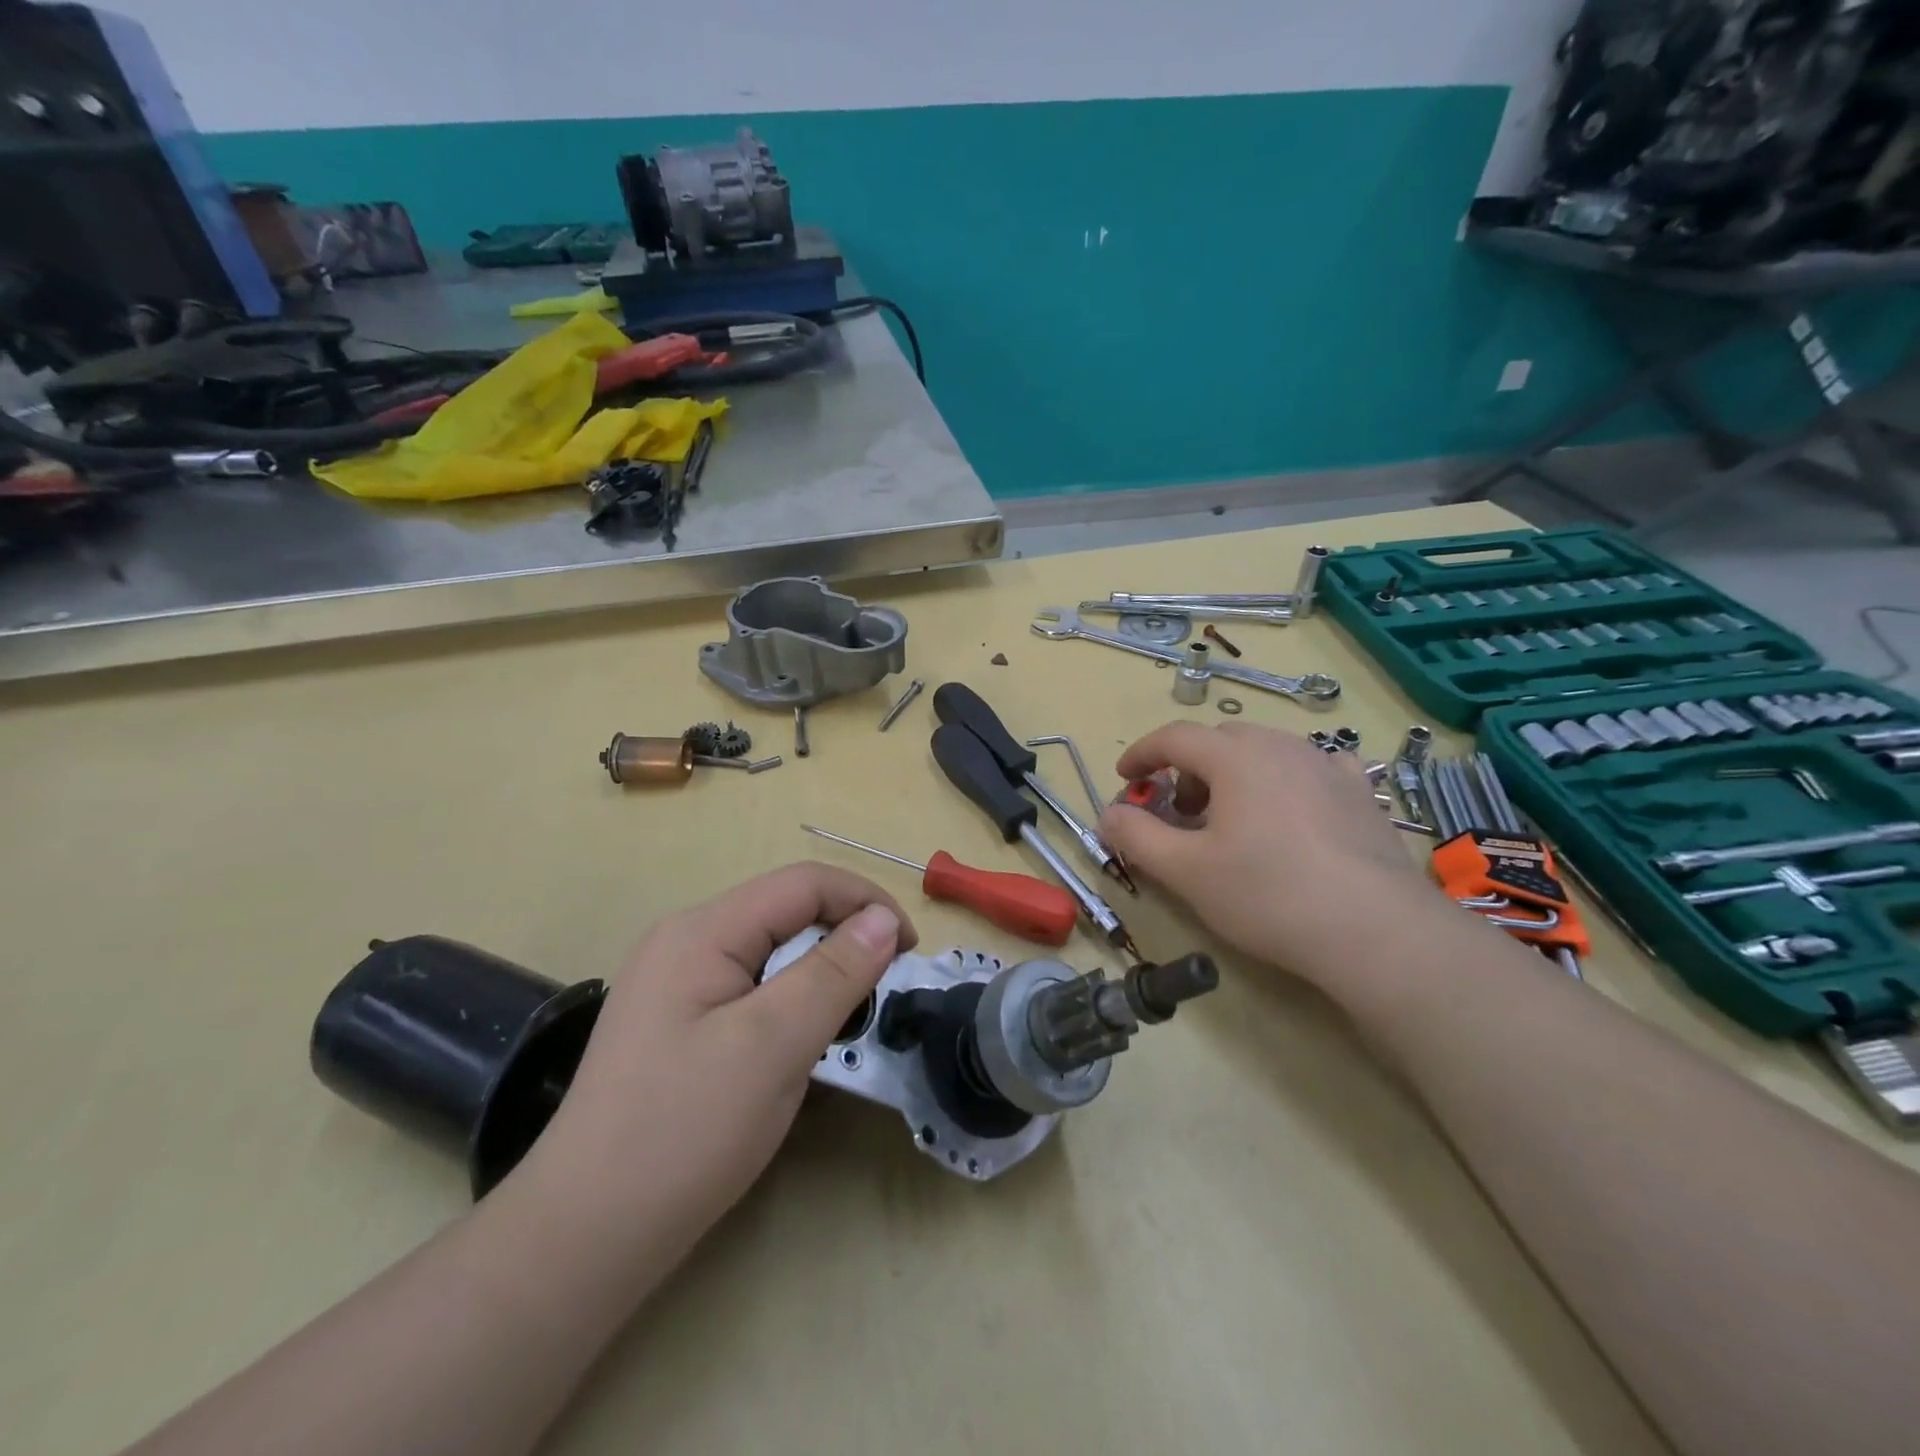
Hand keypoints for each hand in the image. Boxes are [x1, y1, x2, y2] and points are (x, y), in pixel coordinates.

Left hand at [517, 862, 915, 1264]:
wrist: (583, 1238)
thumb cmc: (683, 1133)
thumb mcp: (773, 1045)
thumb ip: (834, 973)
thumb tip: (884, 919)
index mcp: (702, 931)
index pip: (803, 884)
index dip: (865, 902)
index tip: (908, 951)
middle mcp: (684, 942)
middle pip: (785, 912)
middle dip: (843, 940)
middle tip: (879, 994)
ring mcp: (675, 983)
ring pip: (770, 952)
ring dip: (818, 975)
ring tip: (843, 1024)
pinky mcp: (676, 1022)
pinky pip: (750, 988)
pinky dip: (788, 1004)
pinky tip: (796, 1047)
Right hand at [1098, 722, 1440, 989]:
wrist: (1375, 930)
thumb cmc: (1267, 894)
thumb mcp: (1185, 871)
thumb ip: (1137, 837)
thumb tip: (1108, 814)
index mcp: (1235, 758)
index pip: (1174, 737)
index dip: (1142, 753)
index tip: (1125, 778)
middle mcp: (1281, 747)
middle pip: (1220, 741)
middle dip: (1188, 769)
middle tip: (1179, 812)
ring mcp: (1327, 766)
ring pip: (1265, 752)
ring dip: (1234, 774)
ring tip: (1232, 820)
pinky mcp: (1360, 793)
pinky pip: (1310, 768)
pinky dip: (1284, 781)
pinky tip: (1290, 813)